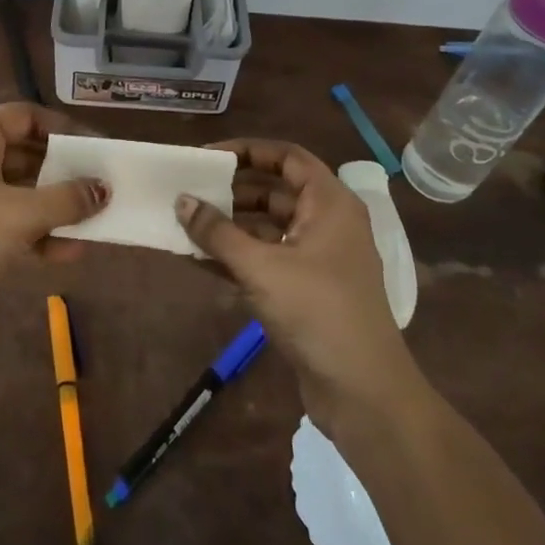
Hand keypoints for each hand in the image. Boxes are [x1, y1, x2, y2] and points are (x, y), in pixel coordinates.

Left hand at [0, 102, 108, 355]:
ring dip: (58, 207)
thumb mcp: (21, 212)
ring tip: (96, 219)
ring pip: (24, 193)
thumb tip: (105, 189)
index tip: (95, 146)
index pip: (24, 116)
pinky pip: (16, 225)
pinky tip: (70, 252)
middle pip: (27, 154)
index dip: (60, 128)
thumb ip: (67, 198)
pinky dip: (41, 235)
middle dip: (65, 171)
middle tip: (103, 183)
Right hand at [176, 139, 419, 433]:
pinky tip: (198, 258)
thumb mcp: (261, 267)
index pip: (287, 157)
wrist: (363, 393)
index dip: (248, 151)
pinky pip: (267, 258)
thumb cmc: (317, 312)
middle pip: (275, 191)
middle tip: (190, 190)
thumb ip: (217, 232)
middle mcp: (327, 223)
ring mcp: (319, 258)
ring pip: (268, 227)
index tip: (208, 157)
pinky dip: (237, 255)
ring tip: (187, 223)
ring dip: (230, 225)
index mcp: (329, 203)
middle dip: (232, 190)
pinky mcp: (308, 290)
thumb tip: (181, 200)